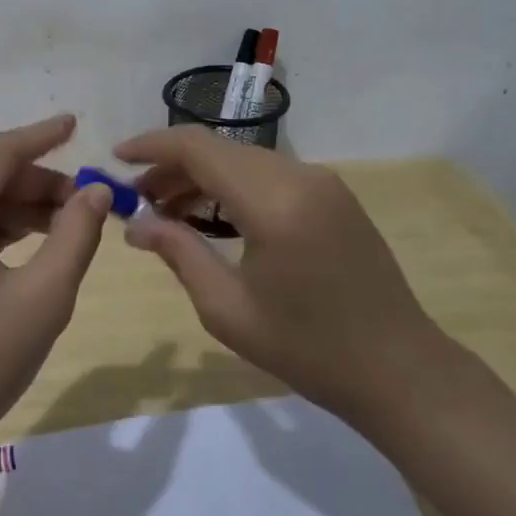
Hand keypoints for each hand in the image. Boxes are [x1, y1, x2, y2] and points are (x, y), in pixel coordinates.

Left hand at [0, 114, 113, 456]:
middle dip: (40, 183)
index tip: (75, 123)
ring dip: (25, 209)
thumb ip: (75, 234)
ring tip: (75, 222)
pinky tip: (40, 243)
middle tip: (91, 198)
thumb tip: (97, 191)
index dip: (40, 137)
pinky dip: (4, 232)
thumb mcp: (41, 296)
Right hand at [113, 128, 441, 423]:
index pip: (198, 148)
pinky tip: (212, 216)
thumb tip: (134, 225)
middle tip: (136, 197)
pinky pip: (269, 175)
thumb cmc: (308, 349)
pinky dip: (233, 186)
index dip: (152, 146)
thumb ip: (178, 253)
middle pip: (220, 149)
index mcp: (273, 201)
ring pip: (244, 159)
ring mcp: (323, 182)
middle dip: (172, 166)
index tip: (116, 159)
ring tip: (165, 208)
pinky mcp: (334, 195)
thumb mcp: (228, 309)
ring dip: (202, 176)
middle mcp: (300, 176)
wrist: (399, 370)